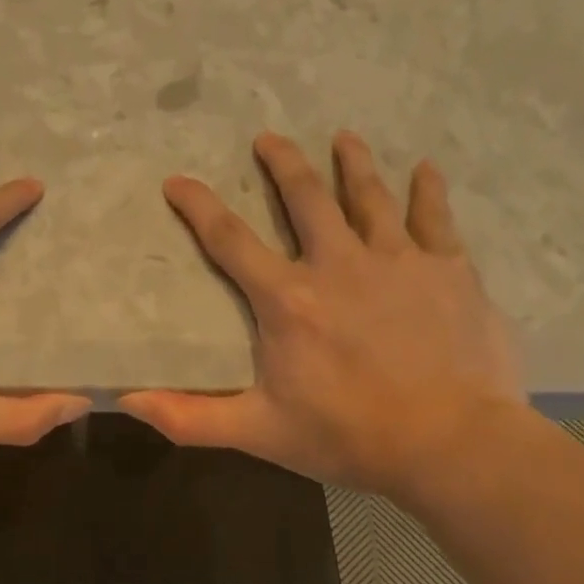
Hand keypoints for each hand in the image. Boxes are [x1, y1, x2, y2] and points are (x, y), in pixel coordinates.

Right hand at [121, 132, 526, 504]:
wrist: (455, 447)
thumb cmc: (351, 436)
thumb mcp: (260, 431)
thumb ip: (191, 417)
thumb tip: (128, 400)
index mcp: (289, 298)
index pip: (230, 239)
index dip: (199, 206)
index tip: (177, 180)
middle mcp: (339, 264)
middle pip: (305, 198)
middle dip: (283, 164)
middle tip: (268, 138)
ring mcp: (398, 261)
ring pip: (369, 197)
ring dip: (353, 163)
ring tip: (343, 137)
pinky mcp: (449, 270)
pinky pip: (436, 218)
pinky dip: (429, 191)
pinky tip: (427, 168)